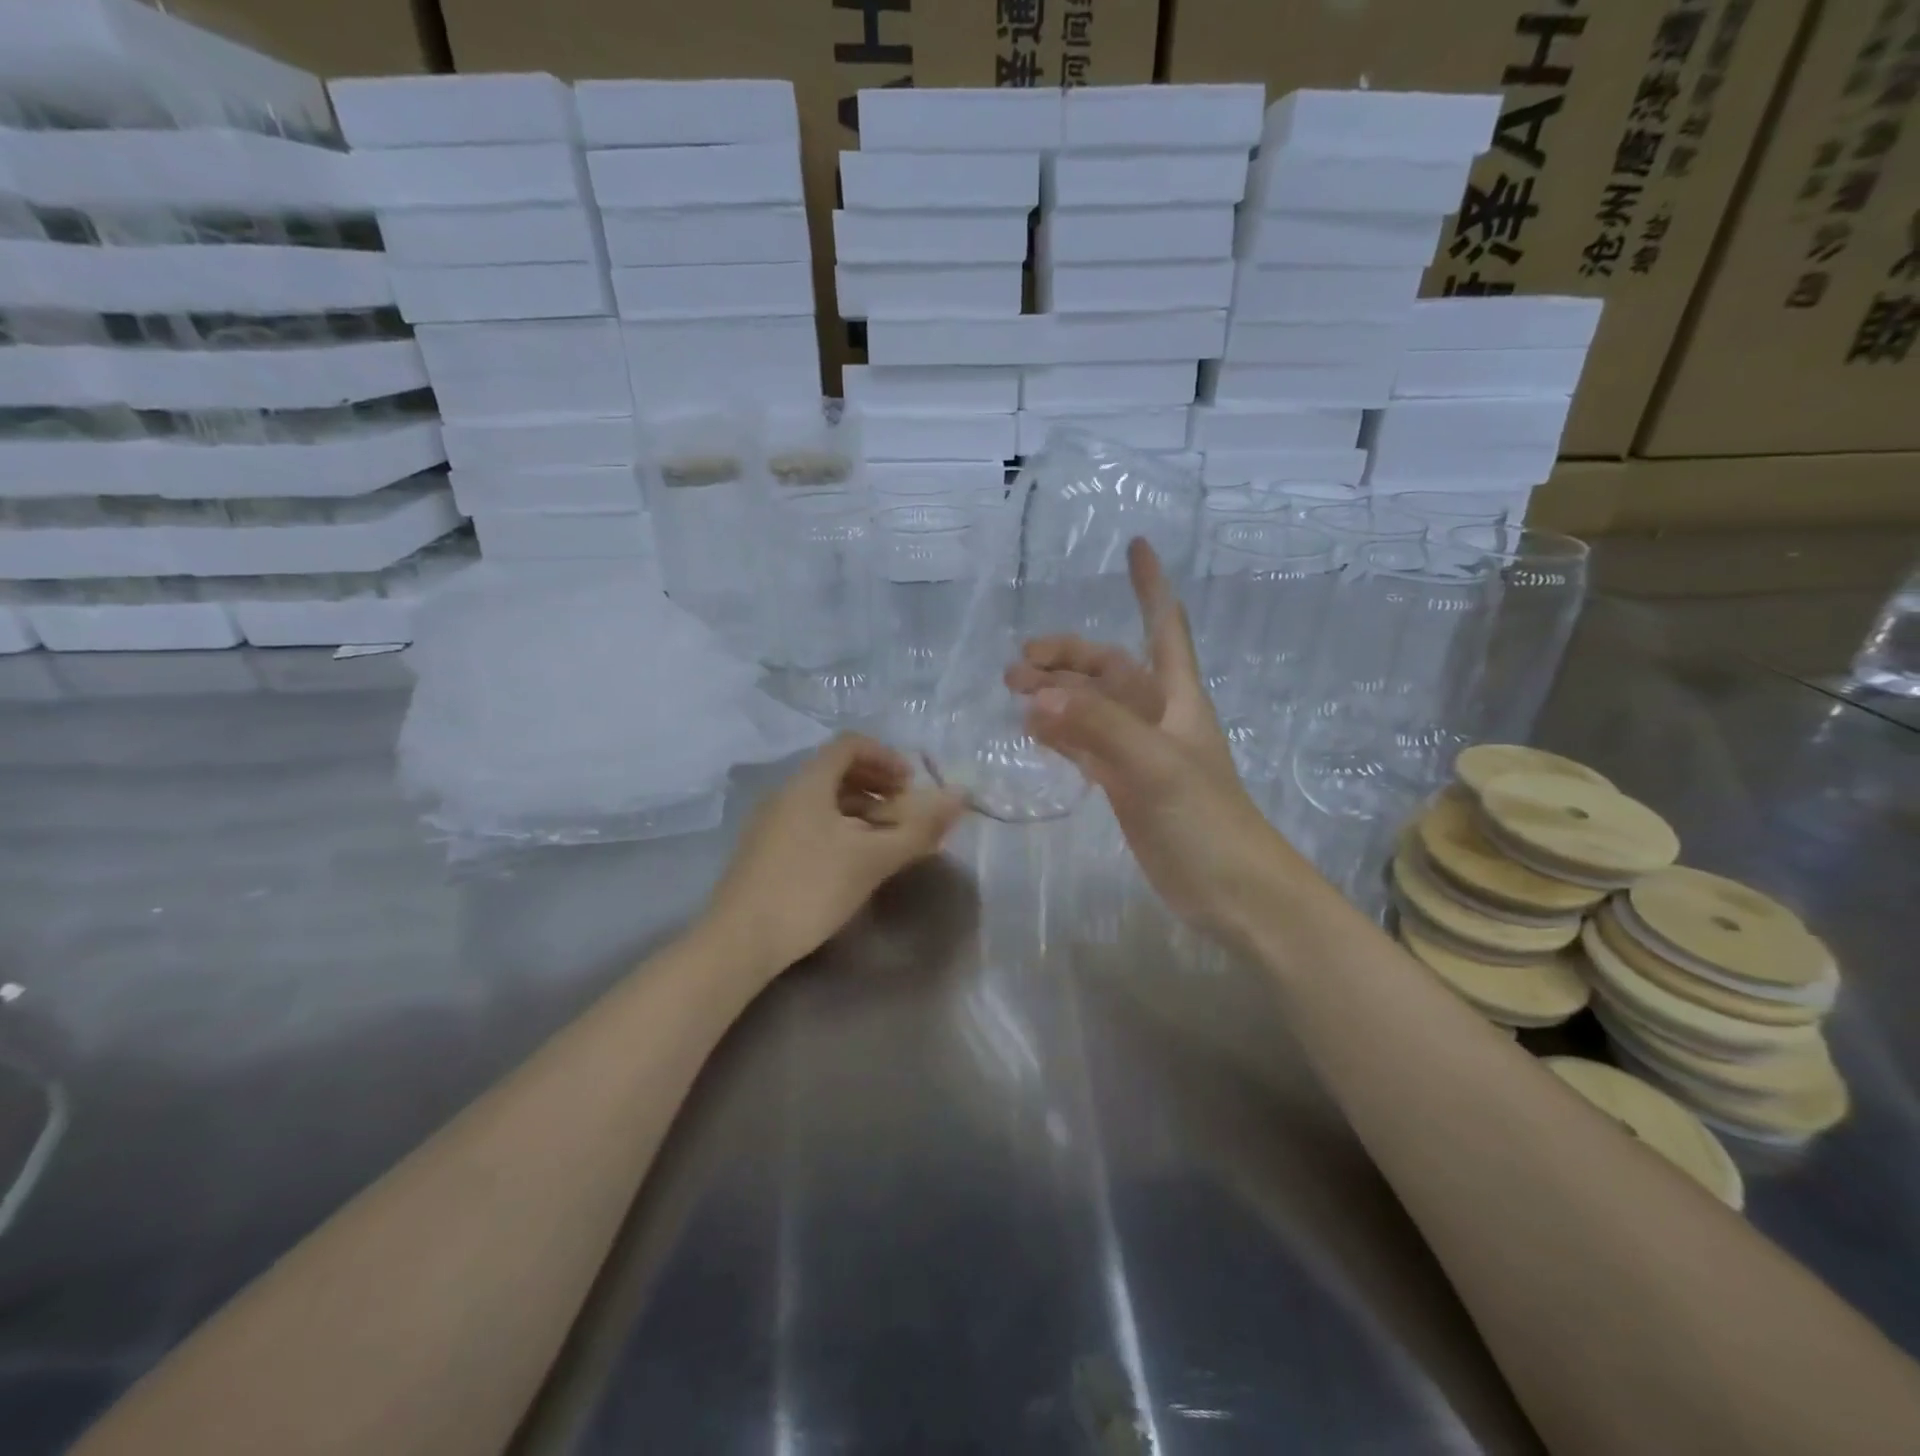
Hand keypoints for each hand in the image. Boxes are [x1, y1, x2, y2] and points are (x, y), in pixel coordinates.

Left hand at [704, 735, 966, 977]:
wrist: (739, 942)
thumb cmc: (810, 888)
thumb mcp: (872, 859)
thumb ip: (918, 828)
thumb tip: (960, 797)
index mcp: (808, 784)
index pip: (849, 745)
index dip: (885, 756)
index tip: (911, 783)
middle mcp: (786, 794)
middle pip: (836, 771)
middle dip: (877, 785)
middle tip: (904, 811)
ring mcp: (771, 823)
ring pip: (824, 801)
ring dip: (861, 810)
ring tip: (886, 840)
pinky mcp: (765, 852)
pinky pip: (810, 823)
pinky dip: (840, 829)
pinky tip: (853, 861)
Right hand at [1005, 539, 1296, 941]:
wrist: (1234, 893)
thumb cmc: (1207, 820)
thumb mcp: (1155, 767)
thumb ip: (1099, 728)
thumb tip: (1037, 697)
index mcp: (1178, 698)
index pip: (1164, 628)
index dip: (1151, 587)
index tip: (1136, 546)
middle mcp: (1158, 717)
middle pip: (1110, 670)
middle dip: (1068, 658)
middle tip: (1016, 666)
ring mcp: (1139, 753)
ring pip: (1092, 709)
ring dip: (1057, 695)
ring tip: (1014, 693)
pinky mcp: (1125, 787)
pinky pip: (1086, 747)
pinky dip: (1060, 735)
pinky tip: (1033, 732)